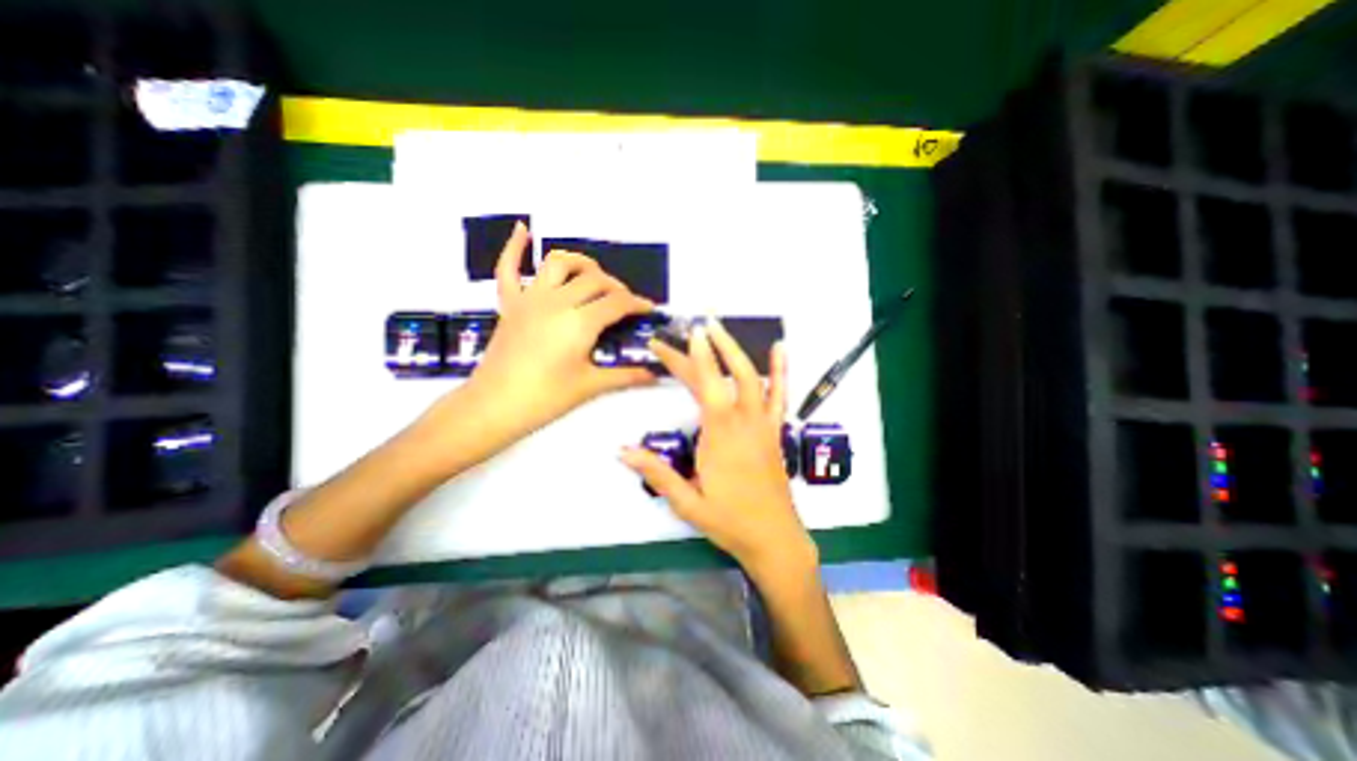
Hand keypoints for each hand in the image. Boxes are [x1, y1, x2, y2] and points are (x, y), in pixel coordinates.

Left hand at [448, 222, 660, 441]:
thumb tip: (655, 375)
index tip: (648, 309)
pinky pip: (508, 268)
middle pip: (595, 280)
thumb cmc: (545, 398)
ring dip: (581, 263)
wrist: (493, 406)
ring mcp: (530, 299)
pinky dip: (514, 247)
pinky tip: (523, 230)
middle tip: (624, 303)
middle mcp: (557, 301)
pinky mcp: (510, 304)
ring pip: (559, 263)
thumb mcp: (590, 386)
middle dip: (616, 287)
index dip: (637, 304)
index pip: (617, 302)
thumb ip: (626, 376)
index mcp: (579, 322)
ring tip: (593, 275)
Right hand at [622, 321, 815, 577]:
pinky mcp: (775, 430)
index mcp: (720, 436)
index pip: (705, 387)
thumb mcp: (687, 503)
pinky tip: (780, 348)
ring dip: (735, 350)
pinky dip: (781, 369)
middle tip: (691, 327)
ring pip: (752, 377)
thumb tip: (622, 451)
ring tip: (721, 327)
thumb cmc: (729, 521)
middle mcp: (743, 422)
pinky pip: (780, 395)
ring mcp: (763, 424)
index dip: (692, 358)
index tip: (683, 336)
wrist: (773, 537)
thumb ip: (657, 473)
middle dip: (705, 349)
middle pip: (723, 376)